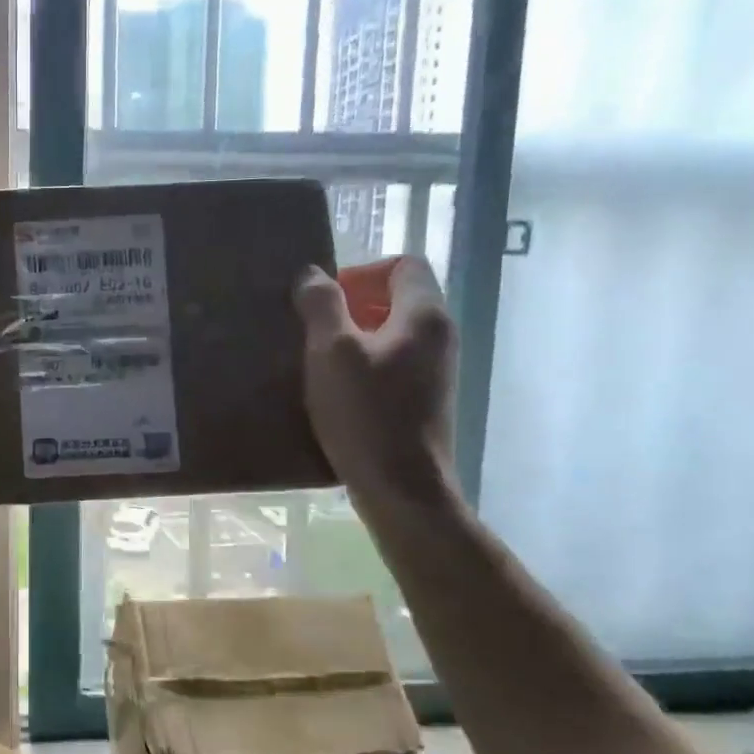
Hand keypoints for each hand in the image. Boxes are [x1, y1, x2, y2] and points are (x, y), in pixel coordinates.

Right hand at [294, 257, 457, 514]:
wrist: (402, 488)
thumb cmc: (366, 414)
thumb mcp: (331, 352)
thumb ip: (321, 305)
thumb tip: (312, 274)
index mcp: (424, 315)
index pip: (403, 264)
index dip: (362, 272)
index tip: (327, 300)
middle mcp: (440, 336)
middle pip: (398, 298)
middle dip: (353, 305)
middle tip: (314, 330)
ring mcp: (437, 371)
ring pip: (393, 333)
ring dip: (355, 338)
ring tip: (319, 361)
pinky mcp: (426, 400)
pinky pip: (394, 363)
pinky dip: (366, 366)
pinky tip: (337, 391)